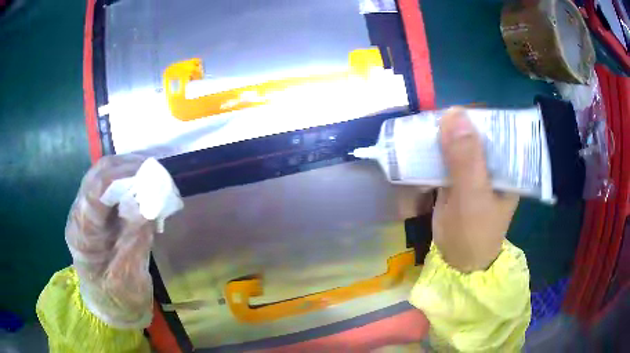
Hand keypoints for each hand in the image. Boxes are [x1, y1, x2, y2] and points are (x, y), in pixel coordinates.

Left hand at [65, 154, 154, 328]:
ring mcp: (87, 210)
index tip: (153, 176)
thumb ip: (136, 238)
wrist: (109, 307)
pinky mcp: (97, 212)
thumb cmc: (117, 298)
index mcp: (82, 232)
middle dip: (129, 167)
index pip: (96, 188)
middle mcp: (80, 213)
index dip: (124, 175)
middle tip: (158, 174)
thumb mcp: (129, 275)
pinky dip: (129, 182)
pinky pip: (112, 186)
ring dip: (130, 171)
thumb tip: (150, 201)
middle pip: (99, 173)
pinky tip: (145, 189)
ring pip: (105, 174)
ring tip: (154, 179)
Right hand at [432, 108, 519, 271]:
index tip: (450, 114)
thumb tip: (453, 112)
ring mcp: (475, 170)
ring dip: (440, 138)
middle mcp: (494, 163)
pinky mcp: (459, 177)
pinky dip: (433, 152)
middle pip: (475, 132)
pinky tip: (421, 150)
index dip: (475, 116)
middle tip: (429, 125)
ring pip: (458, 142)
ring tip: (421, 134)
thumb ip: (465, 159)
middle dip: (452, 126)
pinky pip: (446, 156)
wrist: (457, 262)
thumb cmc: (472, 234)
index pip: (497, 127)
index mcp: (508, 165)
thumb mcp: (472, 197)